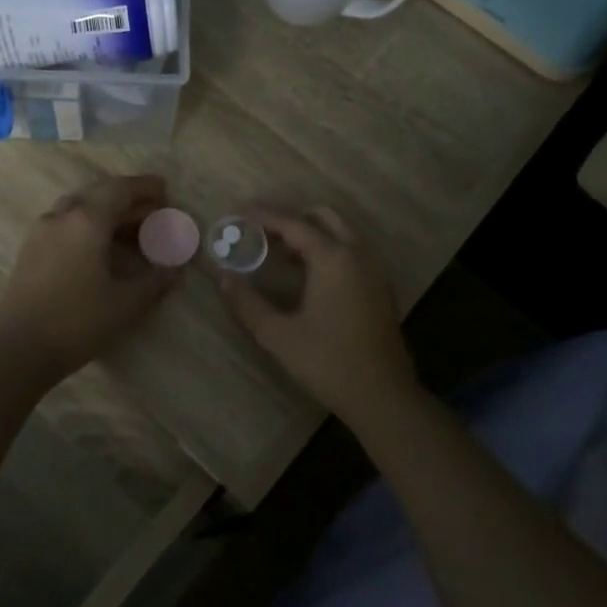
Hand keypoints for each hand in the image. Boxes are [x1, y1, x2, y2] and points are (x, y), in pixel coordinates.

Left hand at [0, 175, 180, 382]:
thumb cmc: (77, 322)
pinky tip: (99, 247)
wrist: (17, 349)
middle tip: (152, 213)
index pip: (121, 189)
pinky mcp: (30, 250)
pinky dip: (87, 224)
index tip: (165, 191)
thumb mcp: (126, 304)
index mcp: (87, 220)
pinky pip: (65, 223)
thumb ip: (155, 282)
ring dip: (105, 211)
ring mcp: (41, 232)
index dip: (145, 187)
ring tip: (129, 230)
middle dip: (127, 199)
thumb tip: (176, 270)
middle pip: (98, 193)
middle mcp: (62, 216)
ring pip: (78, 207)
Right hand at [219, 207, 417, 421]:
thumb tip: (224, 279)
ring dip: (311, 234)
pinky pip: (352, 251)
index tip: (240, 210)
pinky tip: (307, 275)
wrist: (382, 395)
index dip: (265, 215)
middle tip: (262, 233)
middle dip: (291, 219)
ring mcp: (374, 269)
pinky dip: (328, 249)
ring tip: (279, 254)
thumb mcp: (279, 335)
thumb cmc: (328, 362)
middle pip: (323, 218)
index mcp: (334, 258)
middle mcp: (358, 254)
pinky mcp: (380, 287)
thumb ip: (248, 303)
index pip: (294, 224)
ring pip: (341, 233)